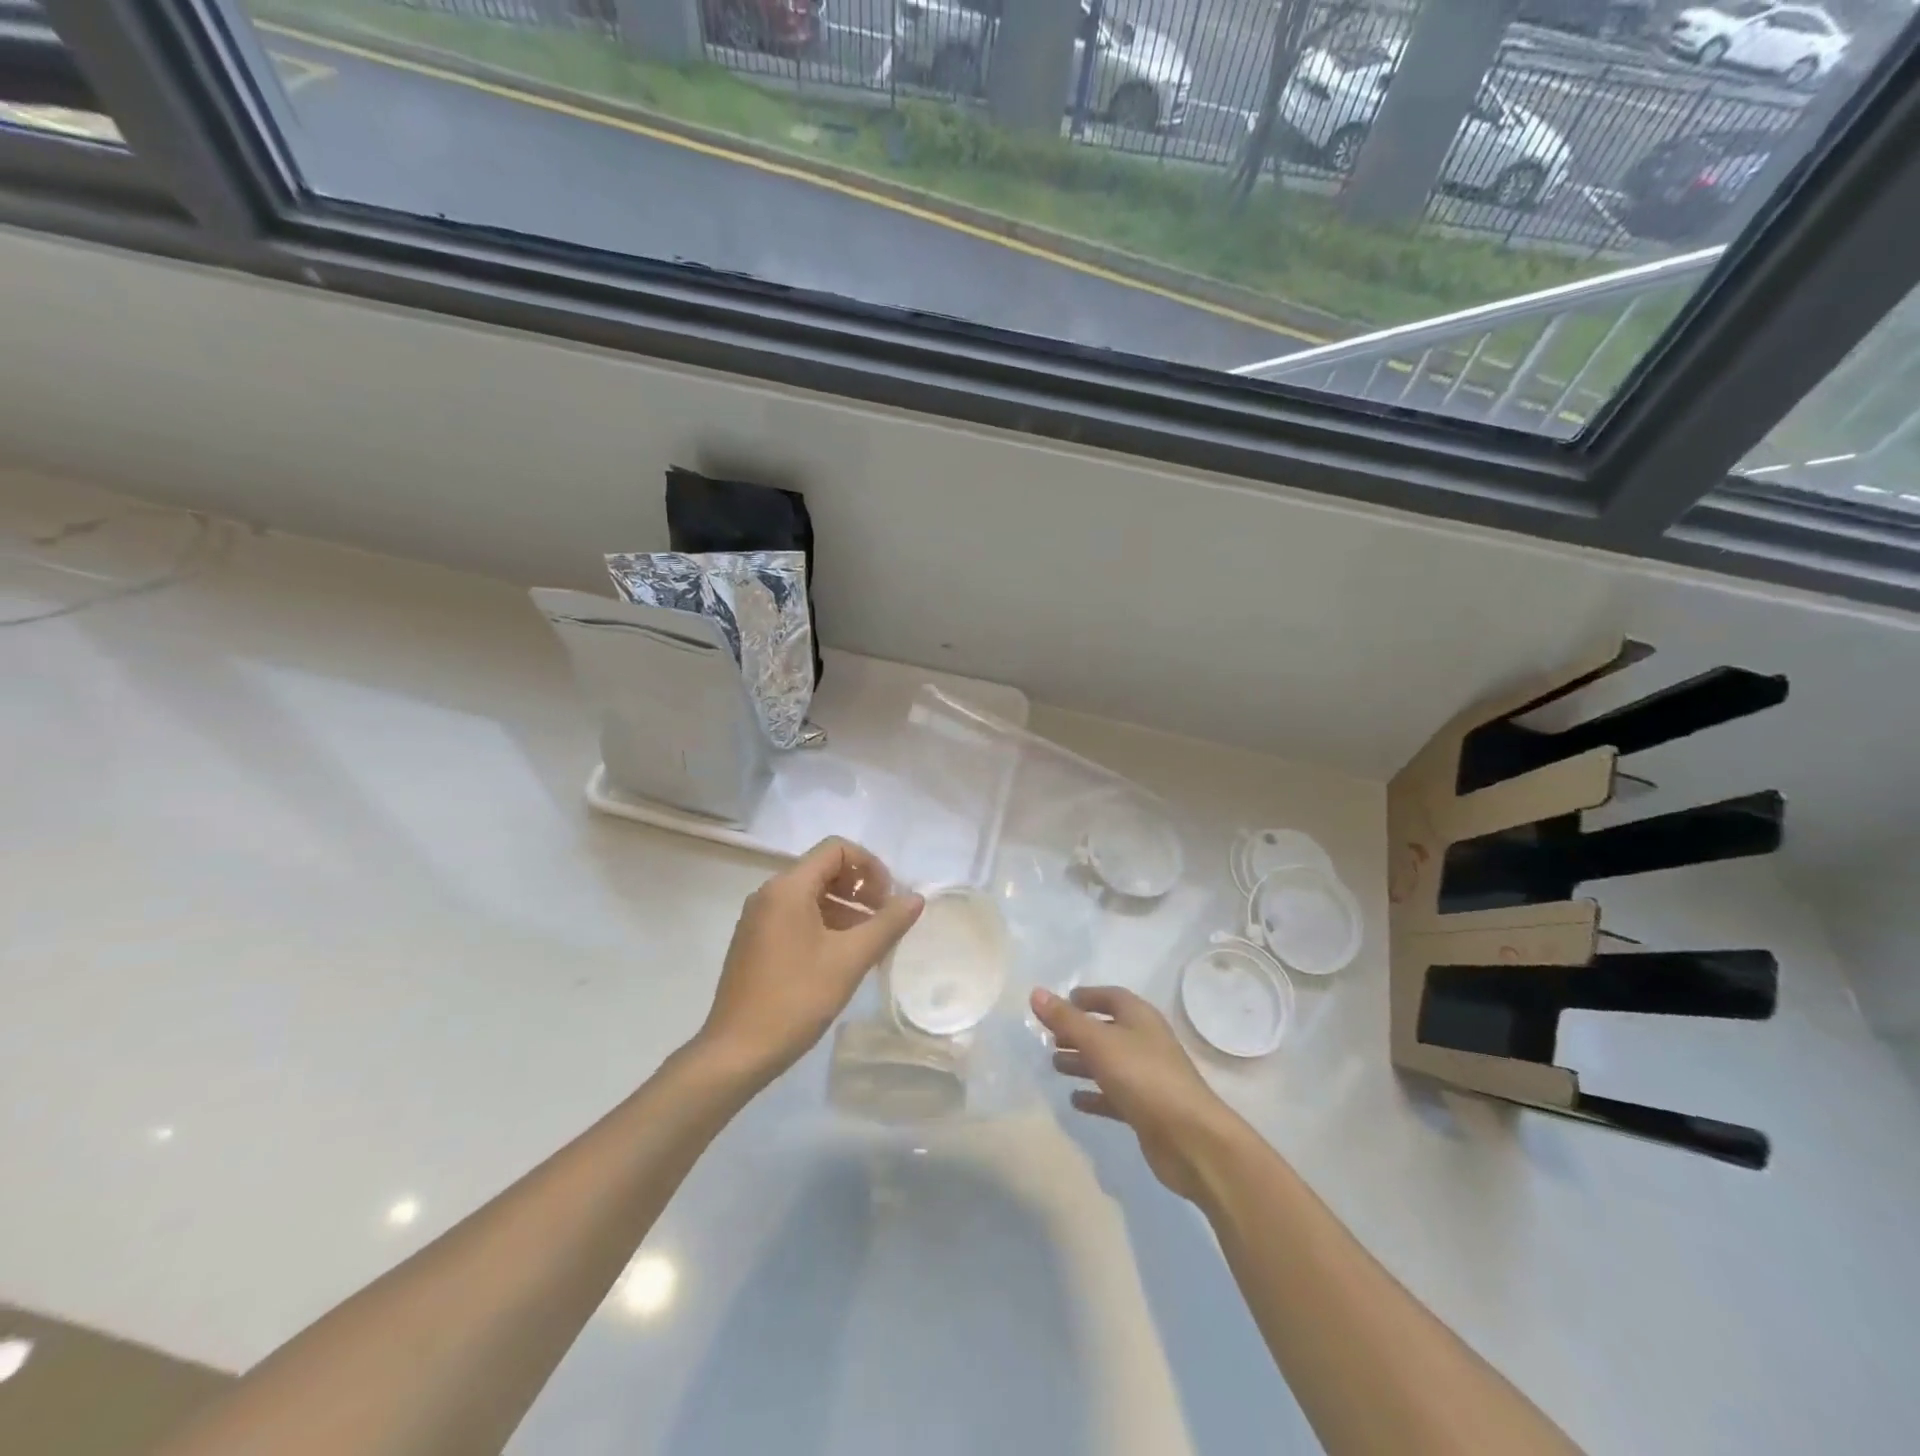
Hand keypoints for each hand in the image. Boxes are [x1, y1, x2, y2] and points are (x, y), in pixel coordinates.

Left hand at [700, 837, 922, 1084]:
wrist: (737, 1052)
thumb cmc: (797, 999)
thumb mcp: (850, 959)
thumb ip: (887, 924)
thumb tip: (916, 898)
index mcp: (788, 888)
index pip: (836, 849)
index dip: (870, 866)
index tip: (888, 899)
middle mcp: (769, 893)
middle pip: (823, 869)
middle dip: (860, 887)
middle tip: (883, 919)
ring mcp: (758, 918)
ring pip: (811, 895)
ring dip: (845, 908)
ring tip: (869, 941)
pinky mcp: (754, 941)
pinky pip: (796, 916)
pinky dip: (824, 924)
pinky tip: (841, 956)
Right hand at [1032, 985, 1243, 1202]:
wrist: (1191, 1139)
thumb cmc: (1143, 1078)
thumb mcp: (1099, 1043)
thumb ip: (1066, 1019)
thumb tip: (1036, 993)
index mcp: (1140, 1018)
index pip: (1111, 997)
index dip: (1086, 997)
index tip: (1060, 1003)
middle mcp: (1145, 1042)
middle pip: (1108, 1030)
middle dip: (1079, 1032)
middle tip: (1049, 1038)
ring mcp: (1148, 1077)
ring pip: (1109, 1063)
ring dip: (1083, 1062)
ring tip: (1054, 1066)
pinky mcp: (1147, 1110)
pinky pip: (1115, 1095)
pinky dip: (1095, 1095)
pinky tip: (1075, 1100)